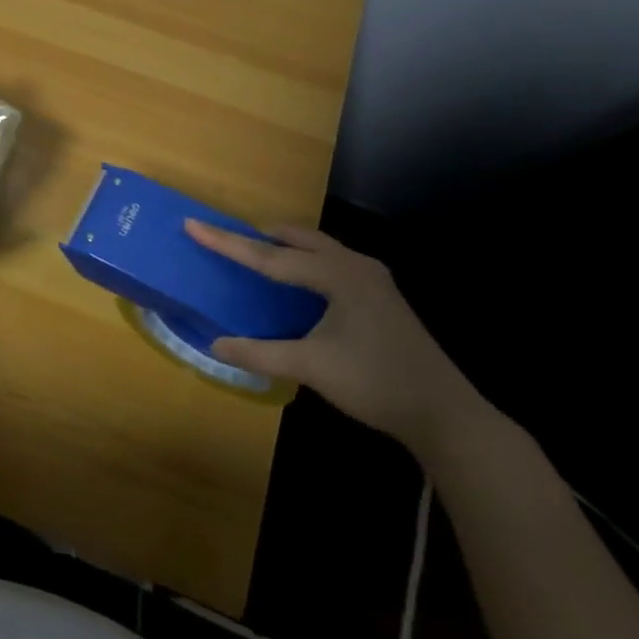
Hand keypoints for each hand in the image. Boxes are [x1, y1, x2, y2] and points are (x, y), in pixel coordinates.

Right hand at [184, 220, 485, 452]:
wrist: (445, 413)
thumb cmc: (376, 383)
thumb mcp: (311, 367)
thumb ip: (261, 353)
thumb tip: (216, 344)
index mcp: (337, 275)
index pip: (269, 256)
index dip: (227, 242)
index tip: (193, 224)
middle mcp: (355, 266)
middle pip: (298, 239)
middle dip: (262, 236)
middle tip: (228, 239)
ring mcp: (373, 280)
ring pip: (319, 249)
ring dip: (287, 248)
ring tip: (258, 255)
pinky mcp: (380, 297)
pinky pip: (332, 264)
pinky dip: (306, 263)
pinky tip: (298, 284)